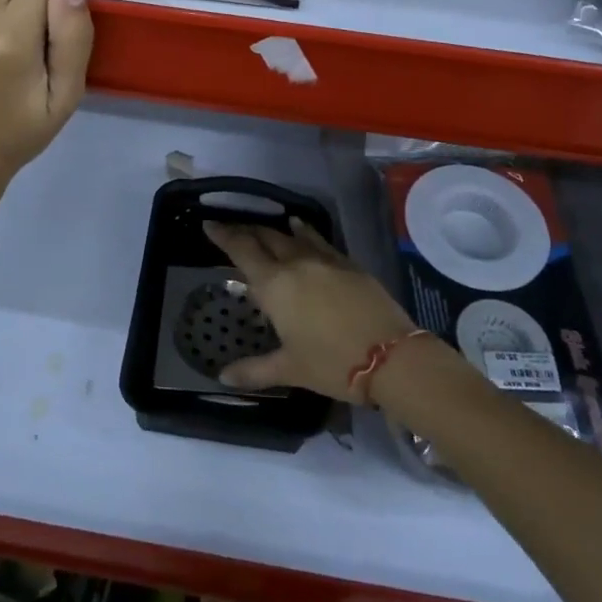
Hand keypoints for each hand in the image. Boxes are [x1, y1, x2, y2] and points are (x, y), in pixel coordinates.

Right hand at [204, 218, 421, 400]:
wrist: (391, 356)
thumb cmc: (332, 364)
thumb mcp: (290, 369)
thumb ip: (254, 370)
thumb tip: (222, 377)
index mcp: (275, 285)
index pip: (242, 251)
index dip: (224, 235)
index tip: (210, 224)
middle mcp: (296, 264)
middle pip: (266, 237)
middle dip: (247, 231)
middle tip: (233, 227)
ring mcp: (325, 260)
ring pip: (292, 236)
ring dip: (274, 230)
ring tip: (264, 226)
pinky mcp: (348, 264)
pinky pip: (319, 240)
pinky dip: (305, 233)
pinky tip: (301, 229)